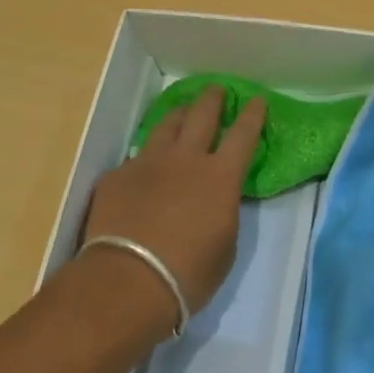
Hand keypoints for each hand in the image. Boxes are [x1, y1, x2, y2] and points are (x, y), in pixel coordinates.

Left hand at [80, 87, 264, 324]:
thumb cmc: (188, 274)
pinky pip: (136, 157)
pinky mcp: (117, 176)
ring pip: (166, 125)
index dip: (252, 115)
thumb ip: (223, 211)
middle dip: (212, 98)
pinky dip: (146, 158)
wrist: (126, 282)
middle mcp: (186, 158)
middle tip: (216, 90)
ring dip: (179, 115)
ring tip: (182, 113)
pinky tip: (144, 168)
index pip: (244, 134)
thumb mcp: (225, 245)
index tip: (256, 100)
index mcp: (221, 176)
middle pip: (202, 114)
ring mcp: (149, 163)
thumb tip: (217, 200)